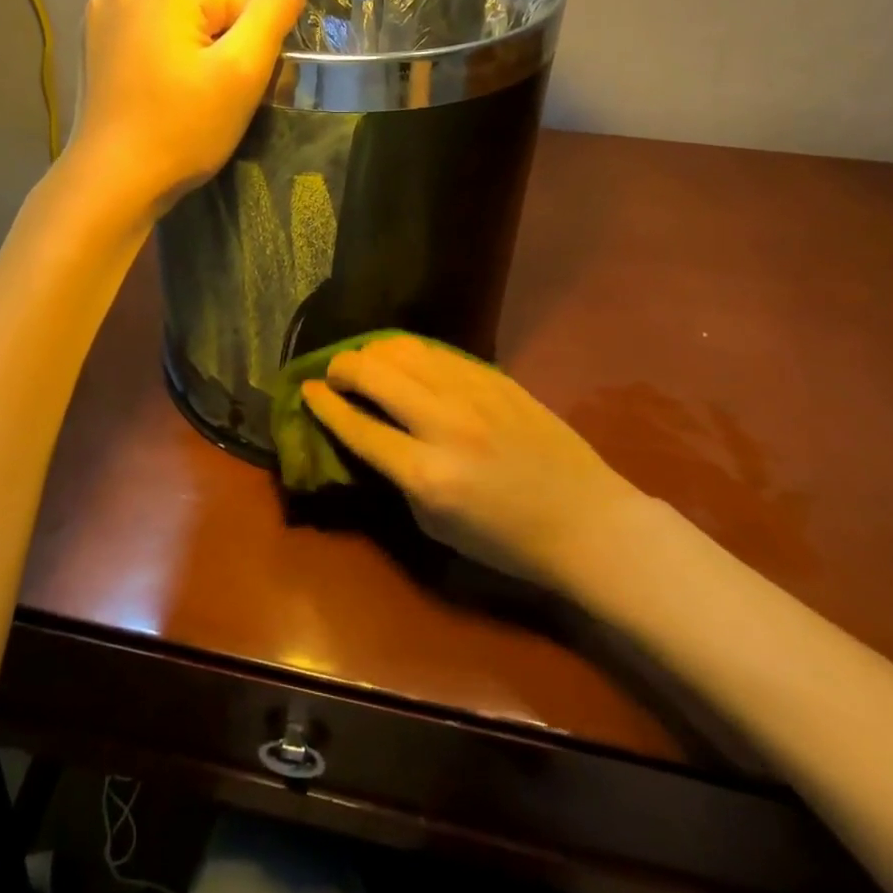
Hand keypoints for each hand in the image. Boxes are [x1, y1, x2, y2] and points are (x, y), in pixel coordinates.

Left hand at [70, 0, 305, 215]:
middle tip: (209, 95)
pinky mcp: (93, 33)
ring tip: (182, 93)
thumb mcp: (243, 71)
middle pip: (210, 4)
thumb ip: (273, 14)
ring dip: (191, 48)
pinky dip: (160, 52)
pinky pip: (149, 30)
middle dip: (219, 44)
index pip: (246, 0)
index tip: (232, 88)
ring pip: (180, 18)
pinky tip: (155, 87)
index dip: (250, 47)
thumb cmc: (184, 128)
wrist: (115, 178)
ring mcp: (105, 4)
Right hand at [303, 335, 641, 590]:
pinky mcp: (496, 378)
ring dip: (373, 352)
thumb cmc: (507, 541)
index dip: (323, 405)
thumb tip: (367, 437)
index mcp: (425, 474)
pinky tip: (405, 360)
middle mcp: (444, 424)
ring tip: (365, 363)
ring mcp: (473, 394)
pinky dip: (410, 352)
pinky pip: (439, 352)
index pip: (357, 426)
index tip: (306, 391)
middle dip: (341, 367)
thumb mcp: (435, 526)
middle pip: (373, 373)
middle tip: (333, 375)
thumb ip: (395, 478)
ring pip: (404, 350)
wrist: (586, 520)